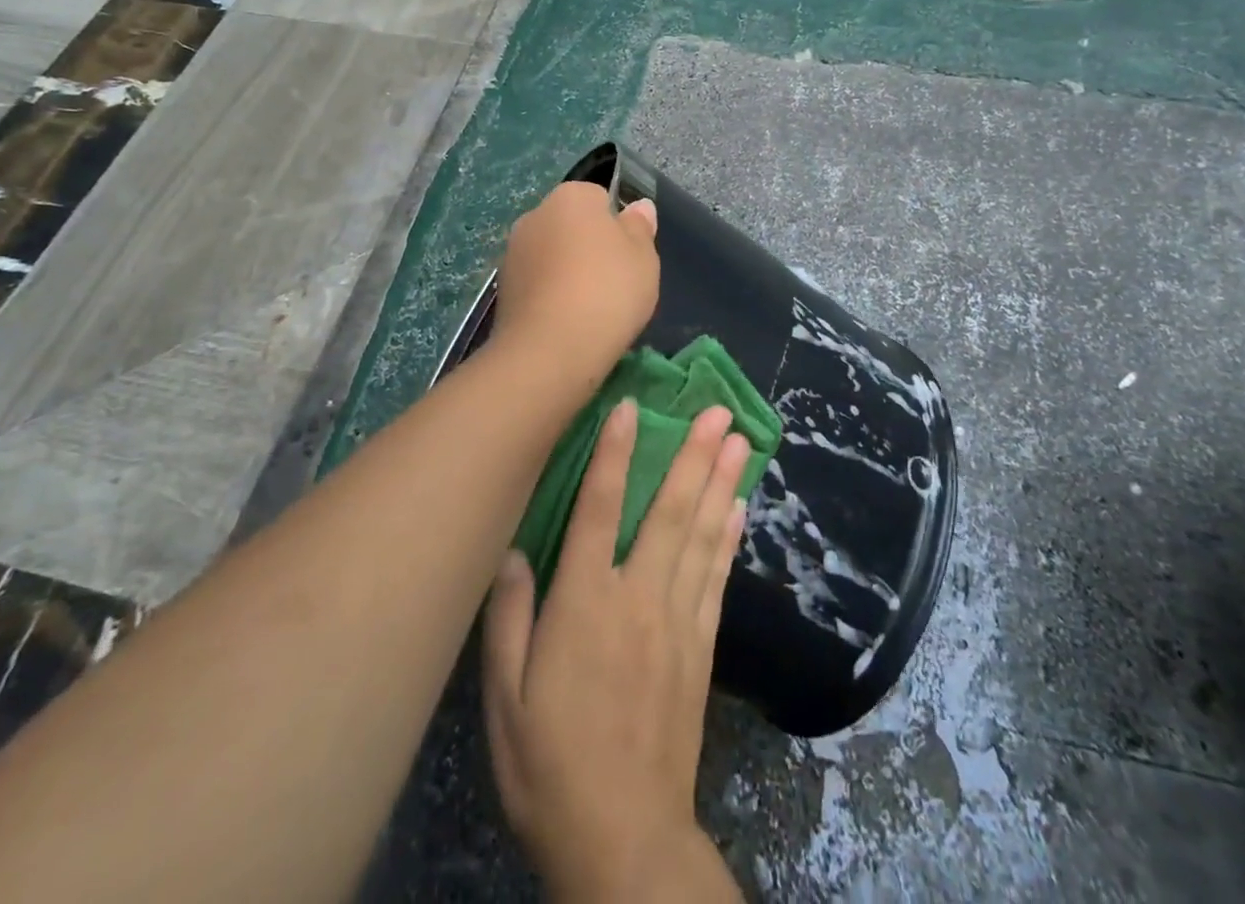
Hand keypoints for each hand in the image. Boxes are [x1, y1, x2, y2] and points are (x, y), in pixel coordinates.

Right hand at [483, 402, 749, 901]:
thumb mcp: (505, 701)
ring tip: (740, 440)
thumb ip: (507, 619)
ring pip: (702, 535)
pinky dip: (730, 537)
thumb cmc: (551, 764)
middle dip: (695, 455)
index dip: (616, 453)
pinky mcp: (701, 646)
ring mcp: (677, 620)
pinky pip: (718, 578)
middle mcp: (637, 597)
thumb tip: (514, 550)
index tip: (633, 406)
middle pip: (670, 511)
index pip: (600, 509)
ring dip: (721, 482)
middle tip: (719, 410)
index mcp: (584, 604)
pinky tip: (740, 506)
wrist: (625, 838)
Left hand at [492, 181, 658, 382]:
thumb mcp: (644, 257)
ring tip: (590, 309)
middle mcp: (535, 215)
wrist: (550, 350)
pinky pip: (537, 284)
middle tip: (613, 283)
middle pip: (571, 225)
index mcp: (571, 197)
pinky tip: (566, 323)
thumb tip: (638, 206)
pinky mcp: (502, 289)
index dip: (616, 225)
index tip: (628, 255)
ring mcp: (513, 252)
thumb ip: (640, 228)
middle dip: (588, 247)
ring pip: (551, 255)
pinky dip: (550, 296)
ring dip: (566, 273)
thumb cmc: (608, 291)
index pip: (598, 198)